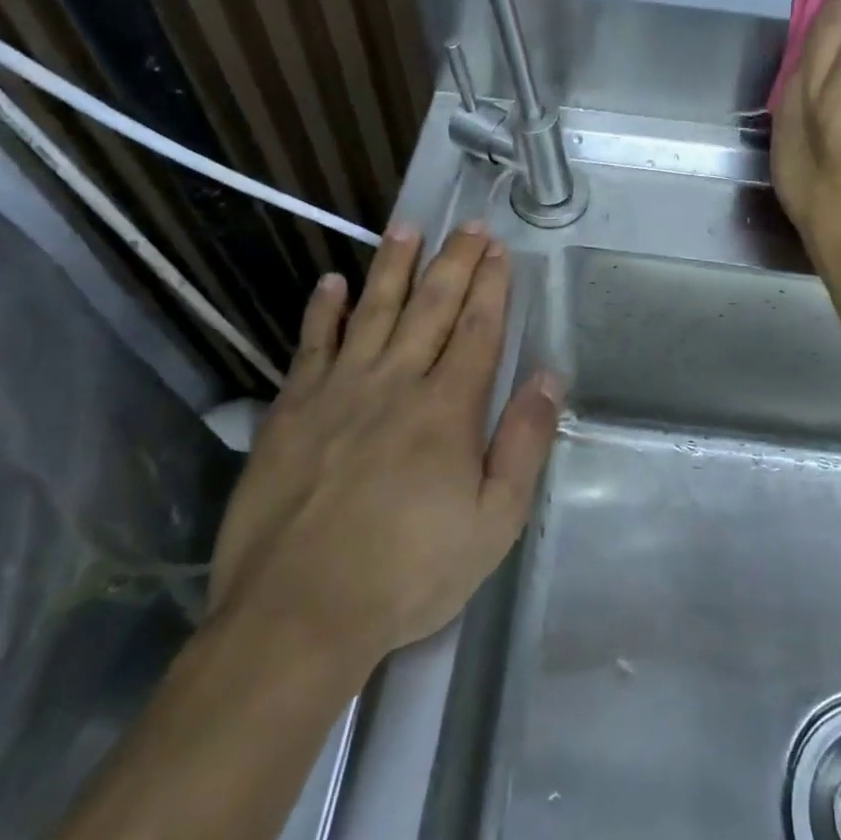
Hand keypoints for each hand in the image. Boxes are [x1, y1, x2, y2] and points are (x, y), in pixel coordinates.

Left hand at [207, 224, 560, 676]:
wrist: (298, 614)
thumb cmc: (409, 573)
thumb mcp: (494, 522)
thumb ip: (524, 443)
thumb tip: (549, 377)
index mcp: (447, 408)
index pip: (477, 330)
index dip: (491, 286)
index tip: (498, 249)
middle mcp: (395, 382)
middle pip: (431, 308)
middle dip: (454, 262)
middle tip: (467, 225)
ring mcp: (338, 391)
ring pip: (372, 311)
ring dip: (393, 267)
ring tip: (406, 228)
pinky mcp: (291, 410)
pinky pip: (310, 345)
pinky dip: (322, 310)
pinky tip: (331, 282)